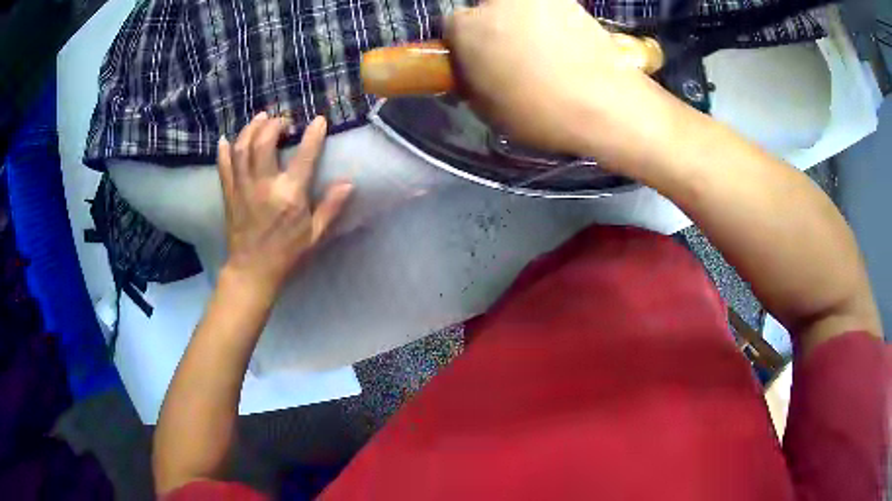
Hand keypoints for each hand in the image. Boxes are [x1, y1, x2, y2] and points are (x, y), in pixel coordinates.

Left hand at [217, 113, 351, 294]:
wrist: (252, 271)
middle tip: (283, 121)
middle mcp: (264, 186)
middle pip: (264, 142)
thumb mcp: (315, 234)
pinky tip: (226, 138)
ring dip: (250, 129)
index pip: (305, 156)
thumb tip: (348, 183)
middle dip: (274, 124)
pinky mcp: (229, 195)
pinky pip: (223, 167)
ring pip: (242, 149)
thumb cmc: (286, 253)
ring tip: (259, 118)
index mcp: (289, 195)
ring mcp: (243, 188)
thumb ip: (331, 207)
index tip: (319, 120)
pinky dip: (223, 150)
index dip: (313, 134)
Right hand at [445, 0, 681, 169]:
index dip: (466, 45)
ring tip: (546, 52)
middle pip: (486, 11)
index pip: (453, 26)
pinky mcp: (568, 1)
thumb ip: (471, 80)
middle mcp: (496, 2)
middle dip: (494, 29)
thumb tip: (474, 71)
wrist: (603, 103)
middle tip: (513, 56)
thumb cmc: (538, 111)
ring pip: (519, 8)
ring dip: (524, 24)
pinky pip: (550, 11)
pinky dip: (553, 23)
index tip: (480, 61)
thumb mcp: (487, 108)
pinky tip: (567, 46)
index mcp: (467, 27)